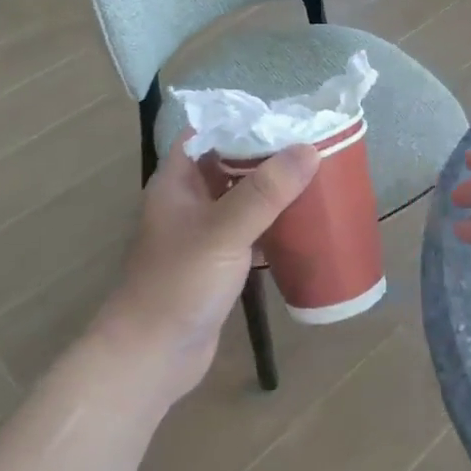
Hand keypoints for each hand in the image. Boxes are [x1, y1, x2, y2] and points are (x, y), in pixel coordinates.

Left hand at [90, 138, 319, 409]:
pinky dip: (274, 222)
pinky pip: (250, 230)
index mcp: (177, 181)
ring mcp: (203, 233)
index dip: (244, 120)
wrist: (152, 356)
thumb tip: (308, 149)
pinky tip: (305, 221)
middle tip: (315, 143)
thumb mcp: (223, 232)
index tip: (287, 114)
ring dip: (274, 189)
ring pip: (243, 198)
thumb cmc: (178, 285)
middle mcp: (188, 201)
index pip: (209, 133)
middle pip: (230, 164)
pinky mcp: (218, 263)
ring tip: (318, 175)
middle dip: (268, 154)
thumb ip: (264, 192)